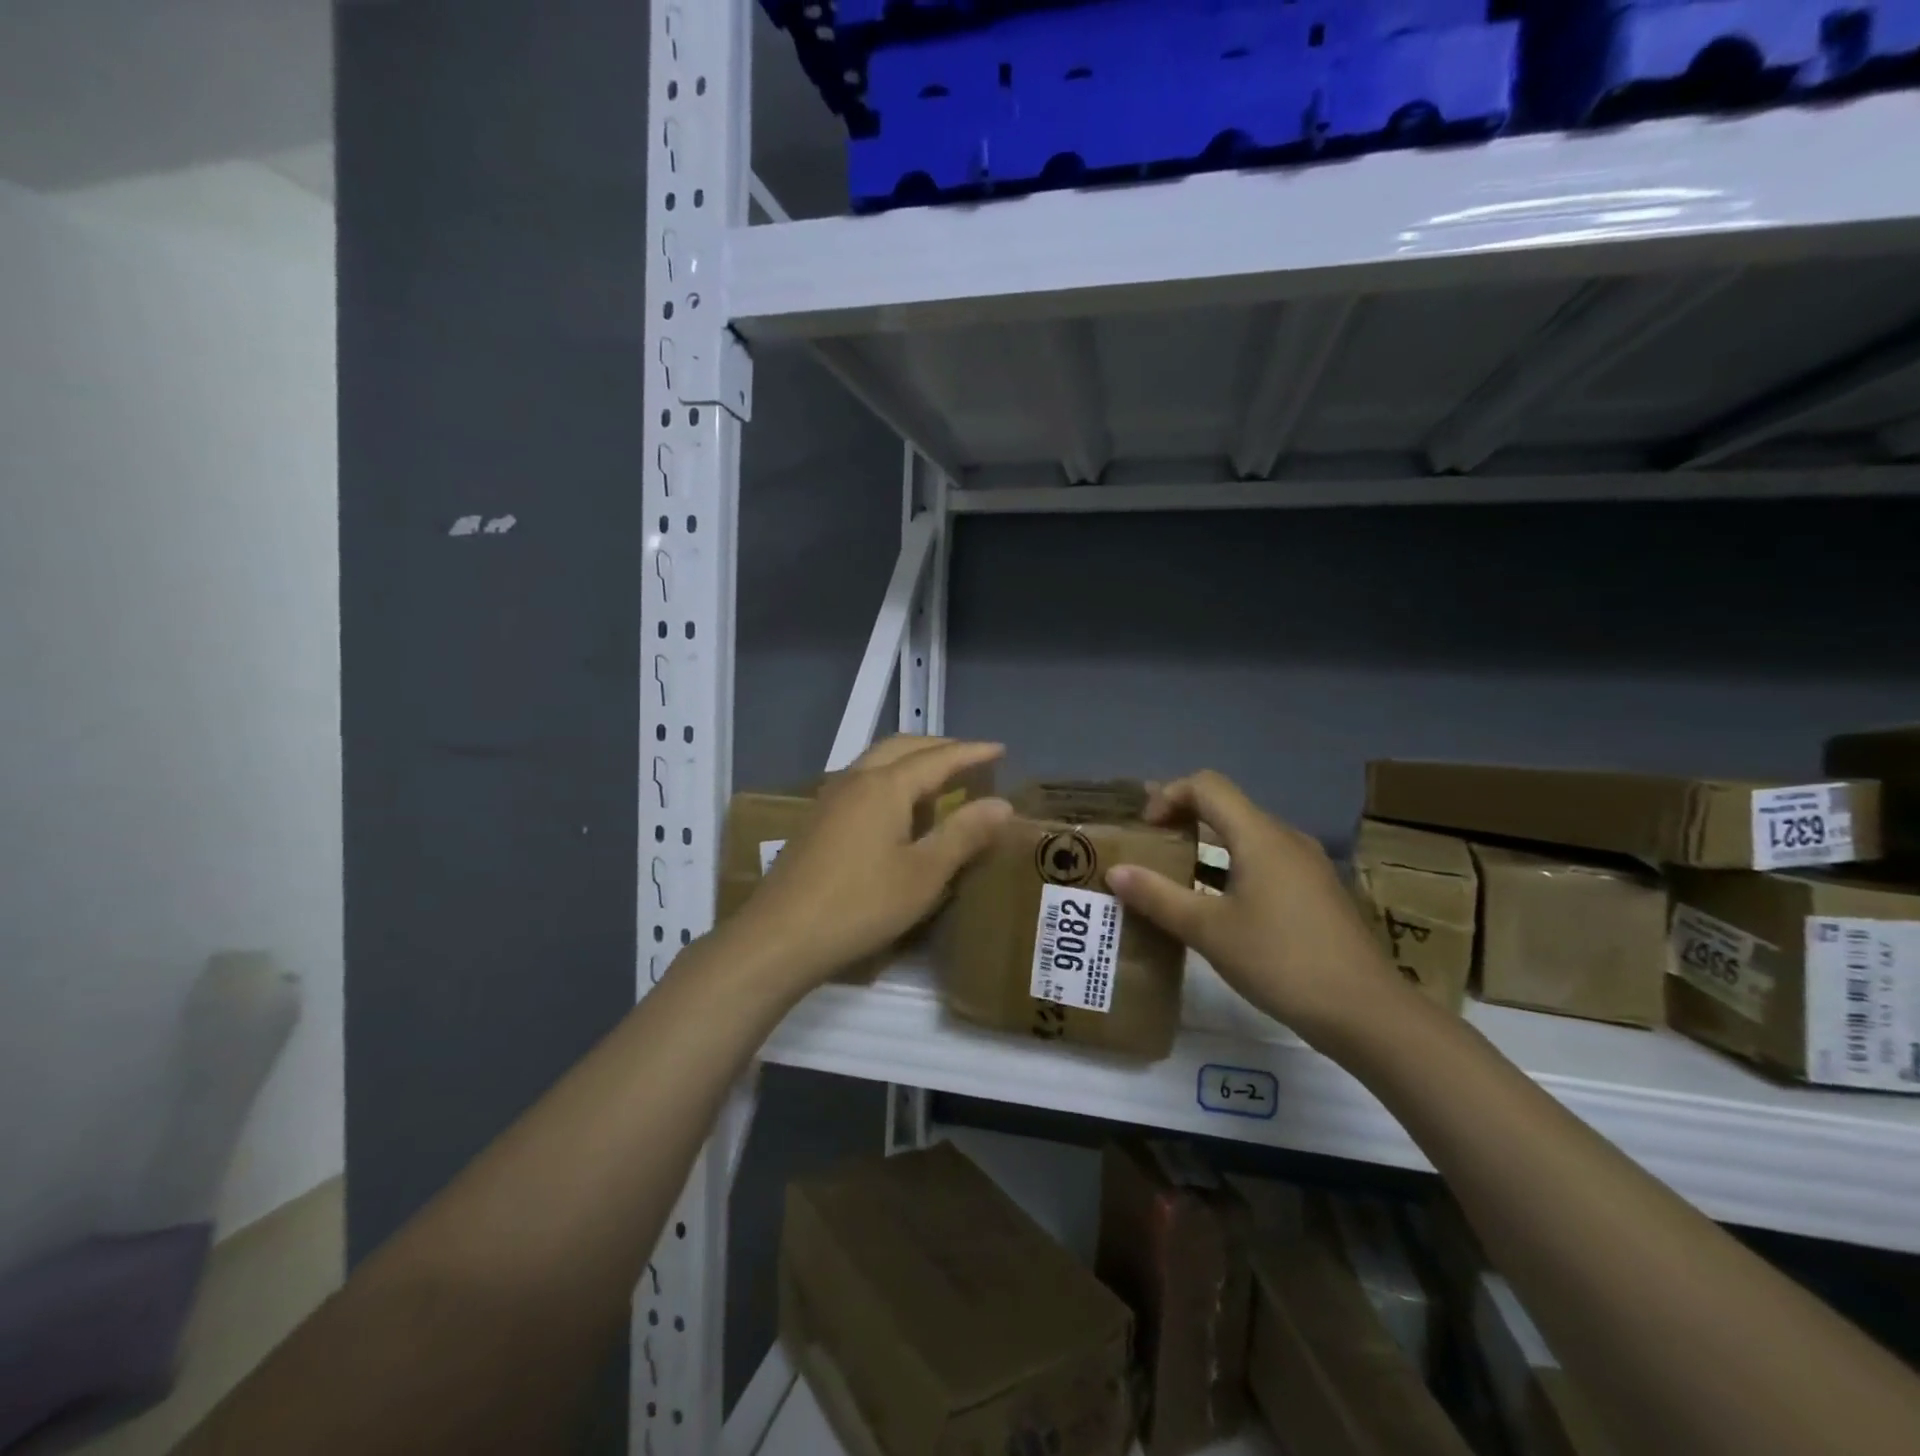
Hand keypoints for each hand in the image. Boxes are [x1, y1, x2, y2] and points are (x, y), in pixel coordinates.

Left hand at [733, 736, 1012, 990]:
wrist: (781, 935)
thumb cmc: (861, 904)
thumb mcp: (924, 874)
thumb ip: (963, 834)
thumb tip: (1001, 804)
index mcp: (885, 786)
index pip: (938, 758)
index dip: (972, 752)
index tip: (1000, 749)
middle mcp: (856, 779)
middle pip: (902, 747)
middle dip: (939, 747)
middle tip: (970, 759)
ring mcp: (830, 798)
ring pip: (877, 760)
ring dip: (911, 760)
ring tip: (938, 778)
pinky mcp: (817, 820)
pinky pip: (862, 780)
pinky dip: (890, 778)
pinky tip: (897, 808)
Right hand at [1106, 771, 1406, 1043]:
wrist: (1367, 1013)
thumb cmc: (1281, 961)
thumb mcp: (1209, 931)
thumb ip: (1158, 897)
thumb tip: (1115, 871)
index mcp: (1259, 836)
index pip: (1207, 786)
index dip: (1168, 796)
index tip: (1145, 830)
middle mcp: (1285, 838)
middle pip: (1226, 807)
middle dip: (1182, 819)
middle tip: (1148, 846)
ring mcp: (1307, 865)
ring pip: (1246, 836)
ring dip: (1206, 846)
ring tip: (1173, 873)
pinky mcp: (1316, 892)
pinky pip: (1264, 861)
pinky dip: (1231, 869)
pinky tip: (1216, 904)